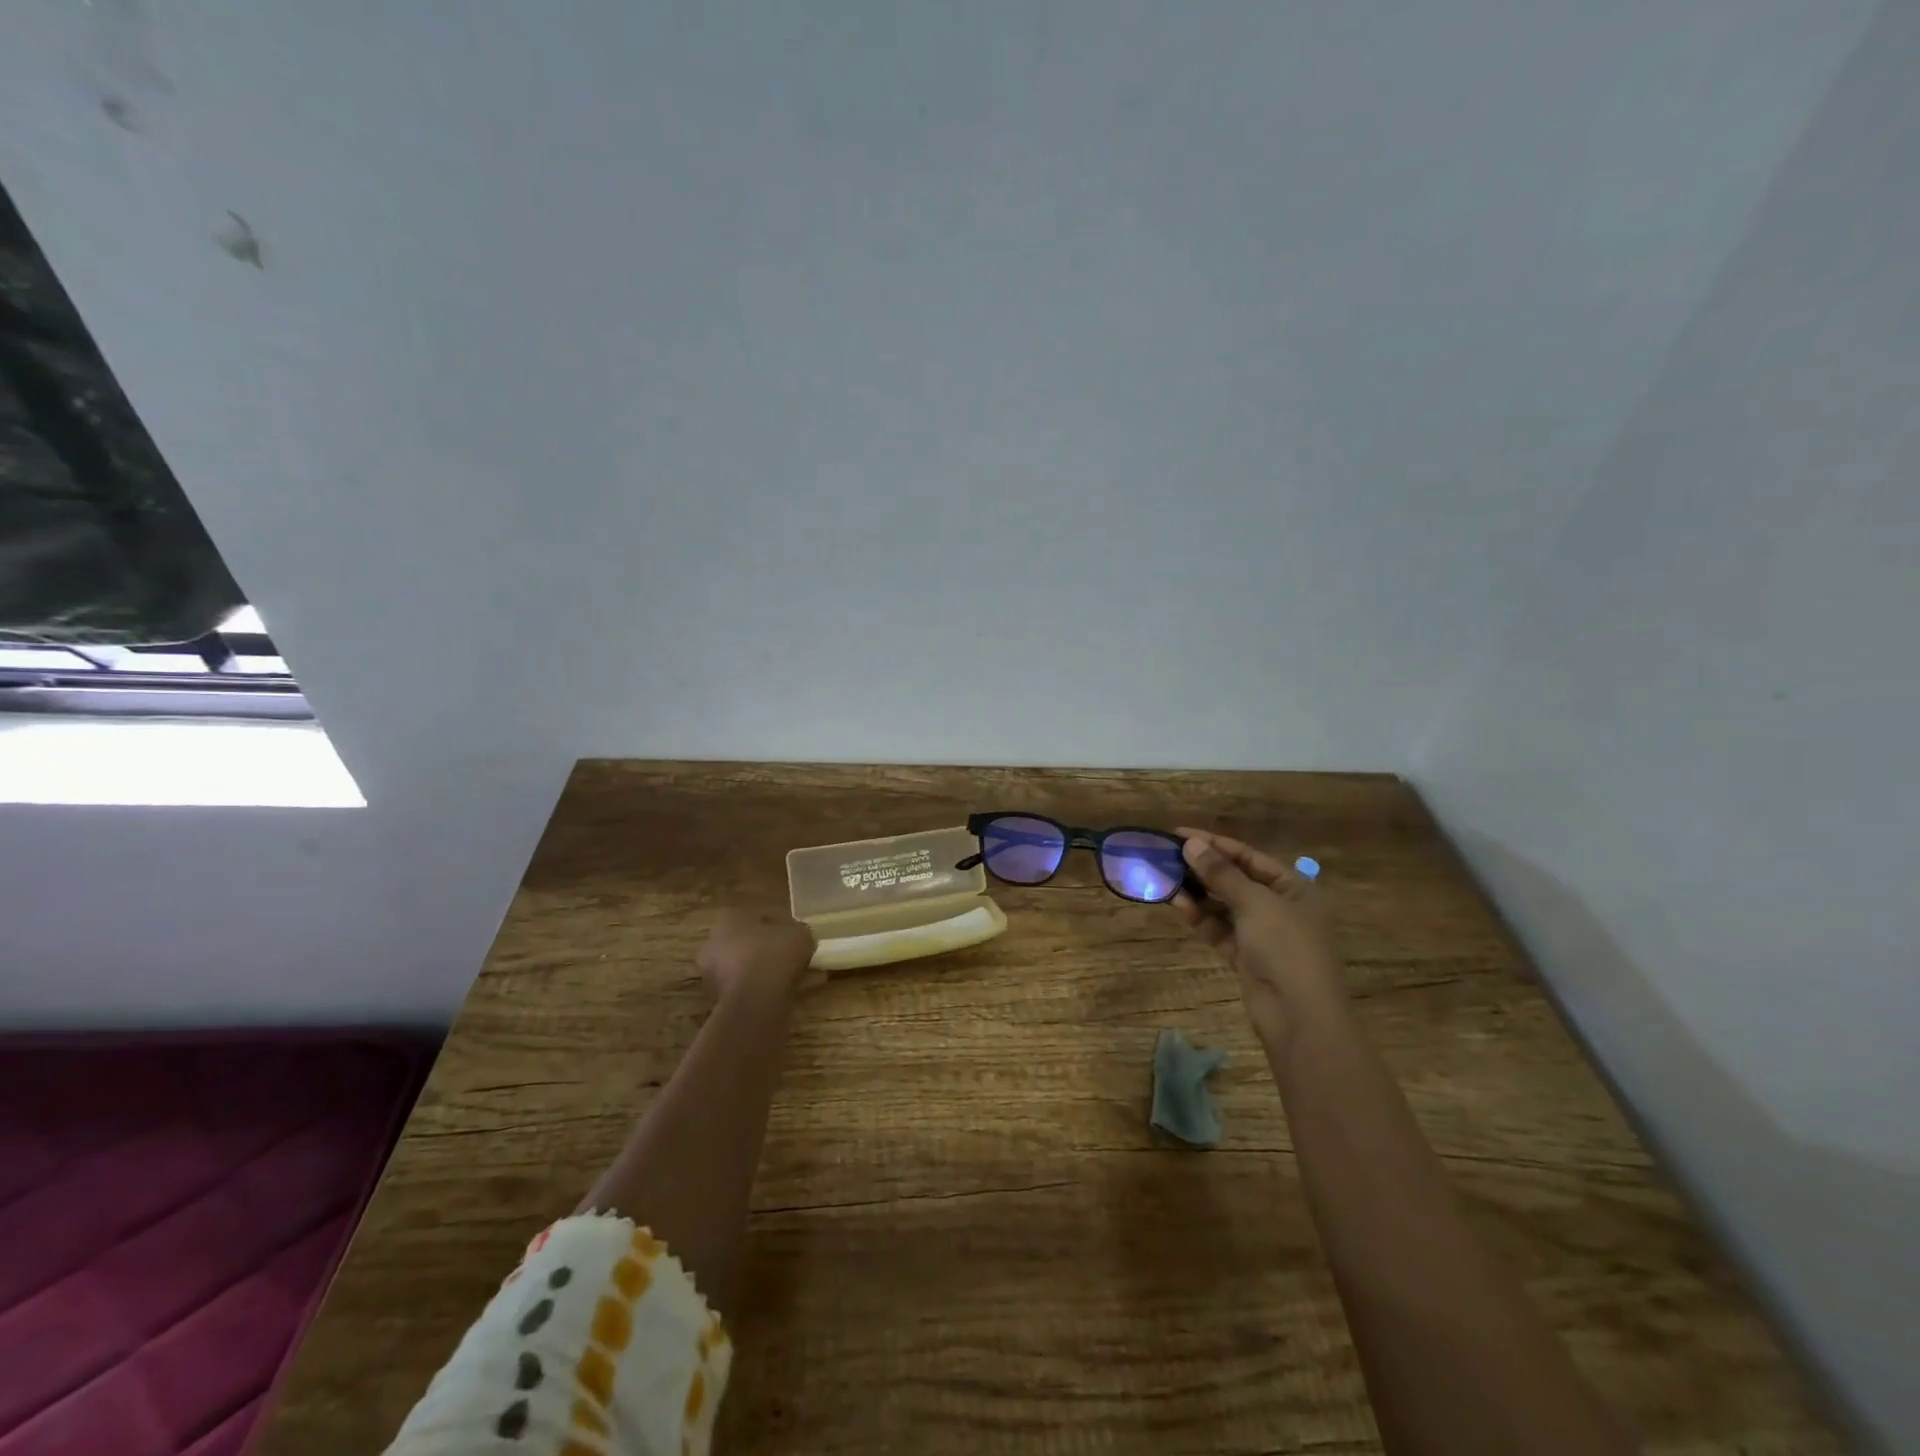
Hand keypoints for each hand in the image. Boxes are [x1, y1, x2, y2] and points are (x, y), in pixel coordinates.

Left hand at [697, 910, 818, 1007]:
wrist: (755, 1001)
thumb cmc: (774, 955)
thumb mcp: (800, 934)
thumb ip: (797, 931)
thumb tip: (796, 937)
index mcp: (730, 917)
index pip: (761, 916)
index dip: (782, 925)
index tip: (796, 936)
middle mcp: (714, 941)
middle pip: (747, 941)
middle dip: (766, 948)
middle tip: (790, 956)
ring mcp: (711, 972)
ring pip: (743, 966)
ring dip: (760, 969)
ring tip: (786, 977)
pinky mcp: (716, 998)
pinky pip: (743, 987)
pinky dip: (757, 989)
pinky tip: (776, 992)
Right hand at [1173, 829, 1345, 1040]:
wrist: (1300, 1017)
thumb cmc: (1286, 948)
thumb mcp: (1255, 903)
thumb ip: (1221, 873)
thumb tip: (1191, 844)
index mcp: (1294, 888)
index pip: (1249, 856)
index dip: (1214, 843)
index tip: (1178, 834)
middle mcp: (1280, 907)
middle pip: (1235, 879)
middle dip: (1202, 868)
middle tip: (1166, 856)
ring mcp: (1263, 934)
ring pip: (1224, 905)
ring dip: (1197, 893)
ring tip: (1165, 879)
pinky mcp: (1246, 956)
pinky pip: (1219, 929)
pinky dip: (1200, 918)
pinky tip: (1178, 905)